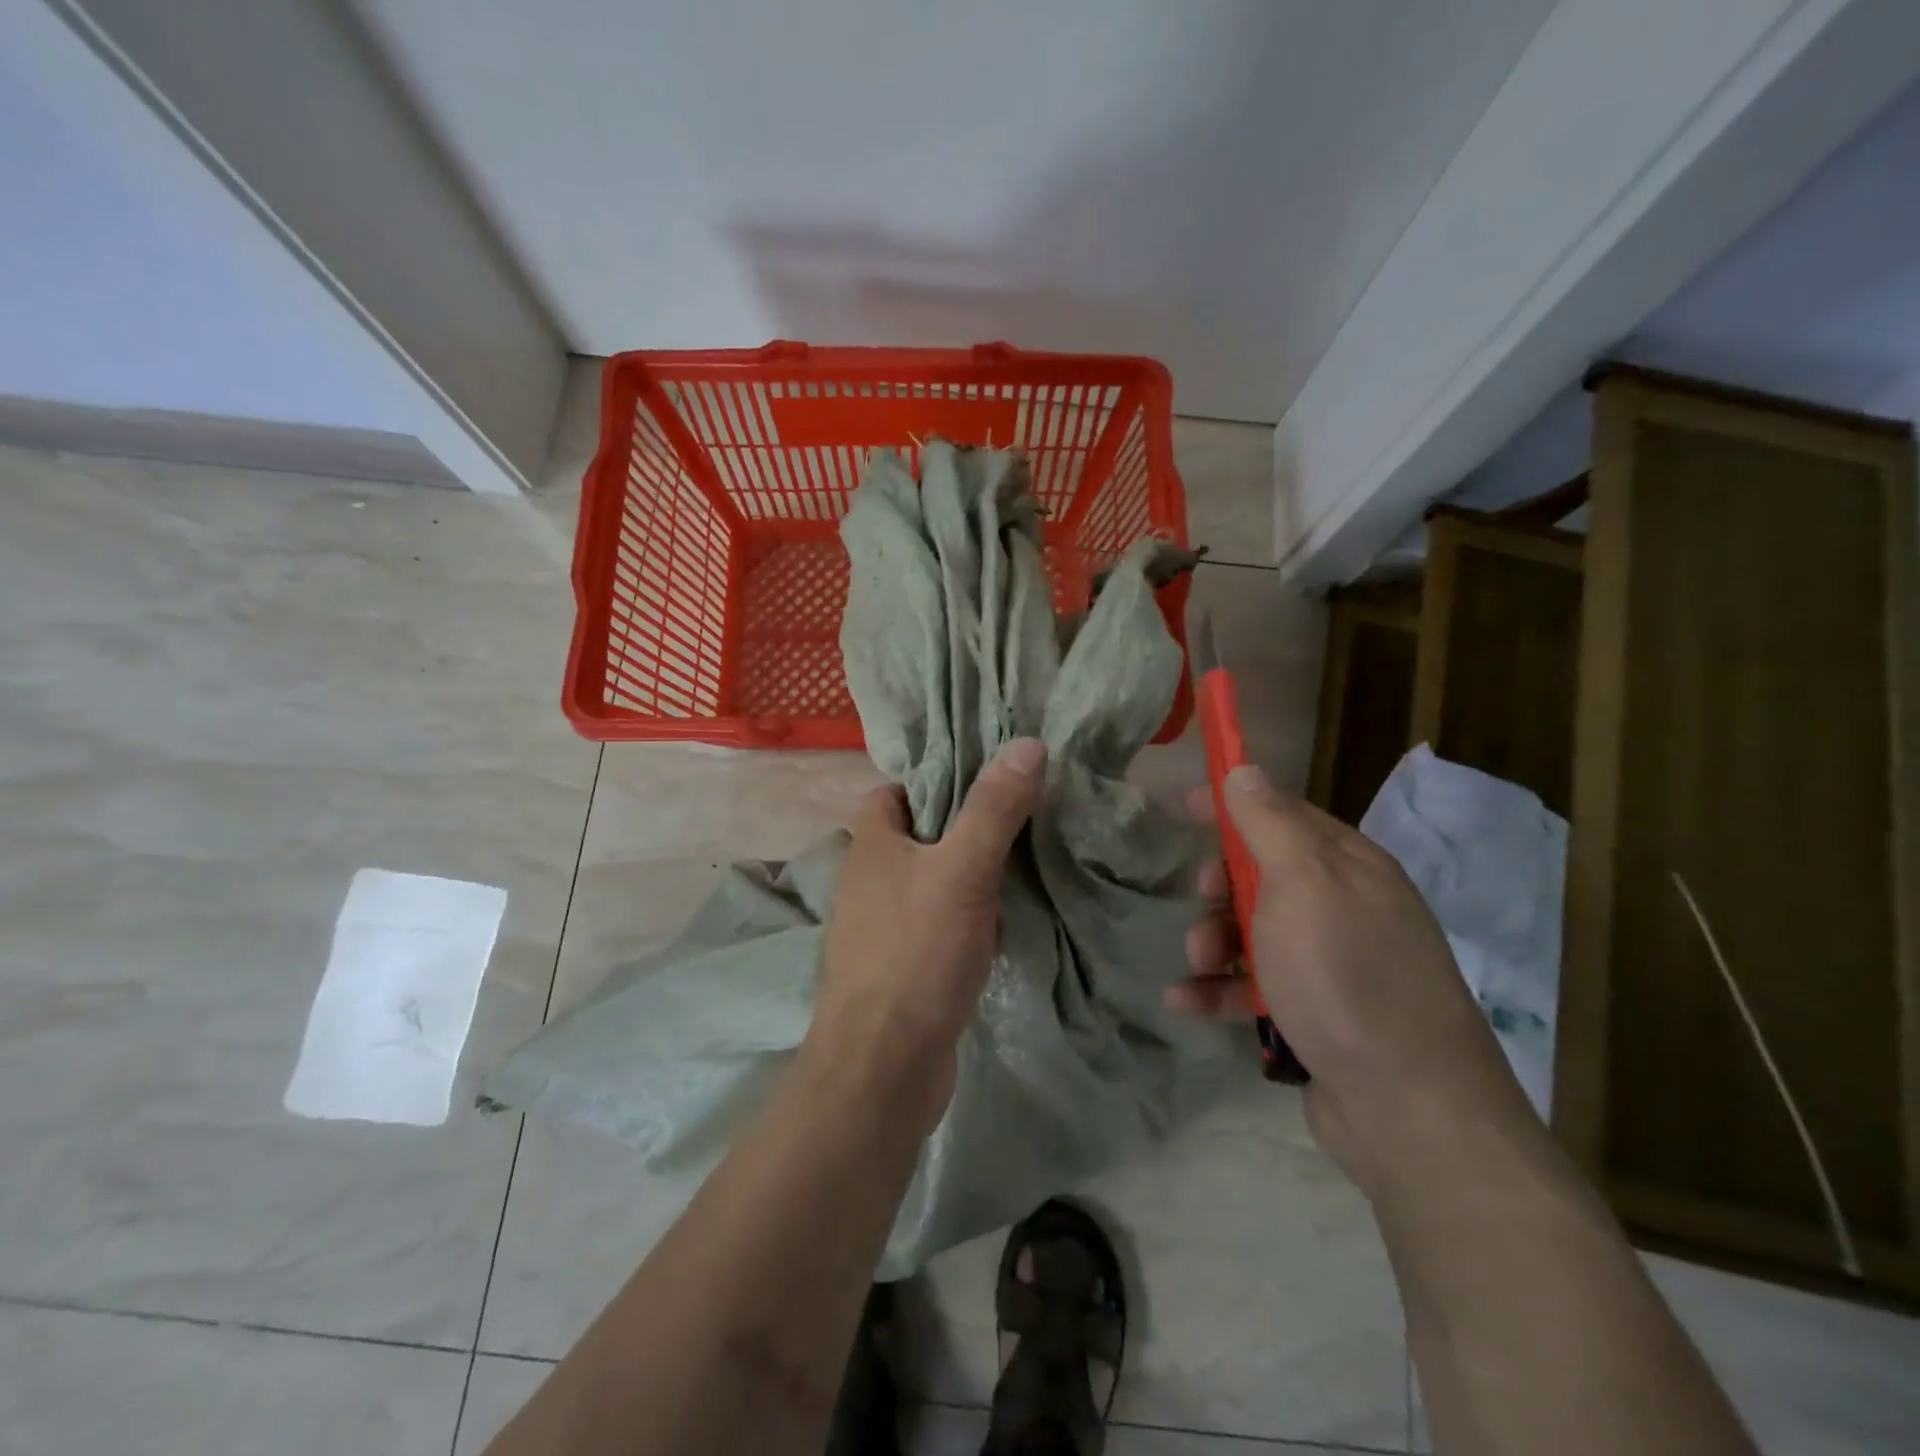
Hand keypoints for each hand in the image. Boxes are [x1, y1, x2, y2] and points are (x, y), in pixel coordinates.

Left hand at [805, 738, 1046, 1138]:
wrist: (883, 1067)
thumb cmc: (916, 953)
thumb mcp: (962, 870)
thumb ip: (994, 808)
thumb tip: (1027, 743)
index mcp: (871, 844)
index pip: (897, 790)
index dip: (938, 779)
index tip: (989, 778)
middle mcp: (869, 879)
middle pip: (919, 833)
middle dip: (966, 824)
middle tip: (1022, 817)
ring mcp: (883, 926)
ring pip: (932, 880)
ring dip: (971, 872)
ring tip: (1025, 861)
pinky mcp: (902, 965)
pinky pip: (938, 923)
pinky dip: (968, 915)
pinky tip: (1005, 921)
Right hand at [1168, 766, 1545, 1200]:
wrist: (1410, 1110)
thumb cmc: (1346, 976)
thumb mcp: (1303, 884)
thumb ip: (1269, 823)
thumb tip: (1245, 769)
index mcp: (1349, 867)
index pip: (1283, 814)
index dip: (1233, 806)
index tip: (1184, 805)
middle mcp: (1345, 908)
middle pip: (1263, 875)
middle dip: (1221, 887)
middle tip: (1203, 901)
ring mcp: (1332, 965)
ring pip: (1253, 933)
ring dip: (1212, 943)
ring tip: (1197, 965)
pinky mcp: (1315, 1015)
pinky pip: (1254, 987)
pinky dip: (1218, 990)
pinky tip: (1185, 1003)